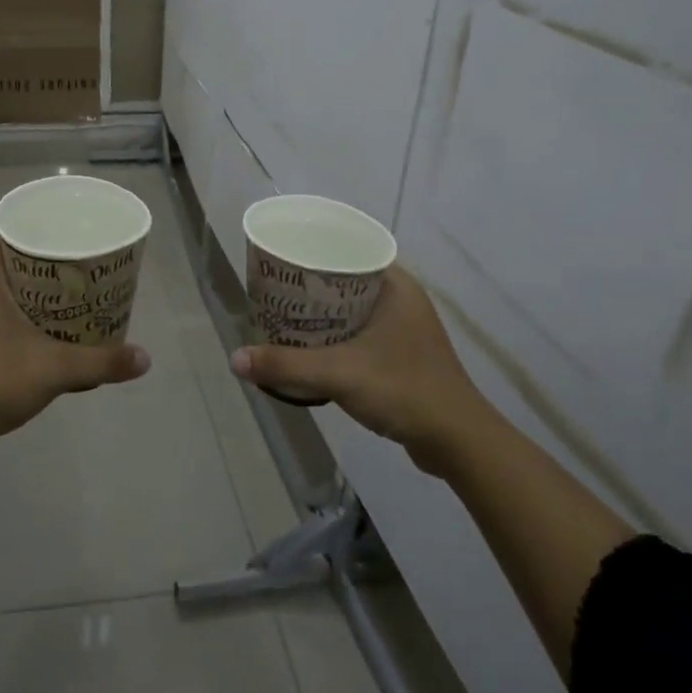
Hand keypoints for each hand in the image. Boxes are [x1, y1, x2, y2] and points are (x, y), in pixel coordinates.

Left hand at [0, 242, 151, 454]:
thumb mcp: (52, 370)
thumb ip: (100, 362)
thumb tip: (145, 359)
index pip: (14, 233)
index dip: (46, 232)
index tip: (76, 241)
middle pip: (10, 262)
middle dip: (47, 268)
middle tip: (82, 275)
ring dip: (30, 296)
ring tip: (67, 305)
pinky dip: (13, 318)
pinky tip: (35, 339)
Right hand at [231, 266, 485, 470]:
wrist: (456, 442)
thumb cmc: (403, 390)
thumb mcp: (338, 374)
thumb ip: (286, 366)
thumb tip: (234, 359)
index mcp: (395, 286)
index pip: (349, 250)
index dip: (314, 252)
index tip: (282, 261)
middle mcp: (403, 299)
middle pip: (346, 281)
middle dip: (310, 287)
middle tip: (275, 291)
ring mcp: (405, 328)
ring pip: (353, 309)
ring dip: (322, 314)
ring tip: (285, 317)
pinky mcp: (403, 354)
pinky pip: (360, 332)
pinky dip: (336, 336)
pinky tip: (312, 349)